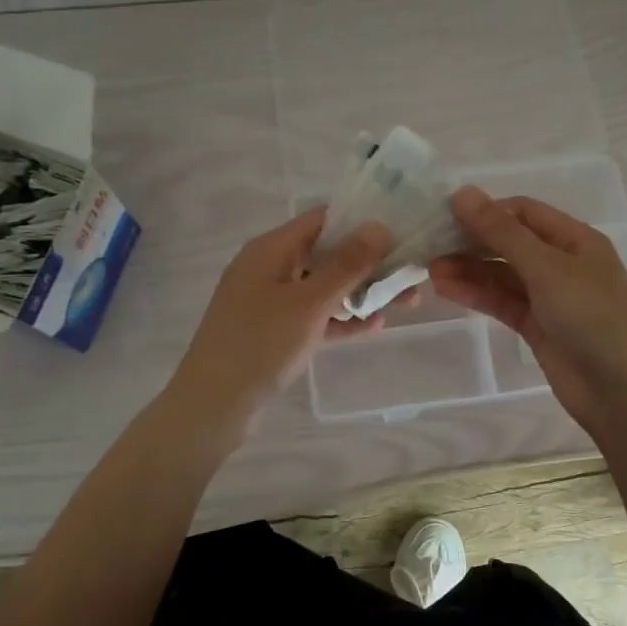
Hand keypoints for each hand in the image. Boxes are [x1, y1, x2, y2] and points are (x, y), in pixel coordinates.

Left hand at [168, 207, 394, 428]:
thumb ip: (346, 265)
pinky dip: (341, 318)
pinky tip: (375, 326)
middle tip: (412, 272)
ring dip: (362, 292)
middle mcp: (270, 268)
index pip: (322, 220)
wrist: (214, 405)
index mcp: (271, 249)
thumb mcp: (309, 303)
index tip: (401, 228)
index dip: (361, 221)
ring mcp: (270, 301)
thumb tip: (378, 225)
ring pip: (324, 287)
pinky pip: (315, 315)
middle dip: (370, 263)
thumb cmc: (260, 344)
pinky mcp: (274, 331)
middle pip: (327, 254)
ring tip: (408, 302)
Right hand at [430, 187, 626, 442]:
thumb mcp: (547, 268)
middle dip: (472, 242)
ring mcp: (549, 297)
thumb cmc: (592, 317)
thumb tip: (463, 193)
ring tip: (430, 269)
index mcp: (576, 240)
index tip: (446, 215)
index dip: (487, 211)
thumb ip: (502, 233)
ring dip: (469, 269)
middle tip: (430, 244)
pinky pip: (502, 302)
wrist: (620, 391)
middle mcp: (562, 263)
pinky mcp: (536, 326)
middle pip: (510, 242)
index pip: (524, 212)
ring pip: (502, 274)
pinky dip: (476, 294)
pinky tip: (446, 288)